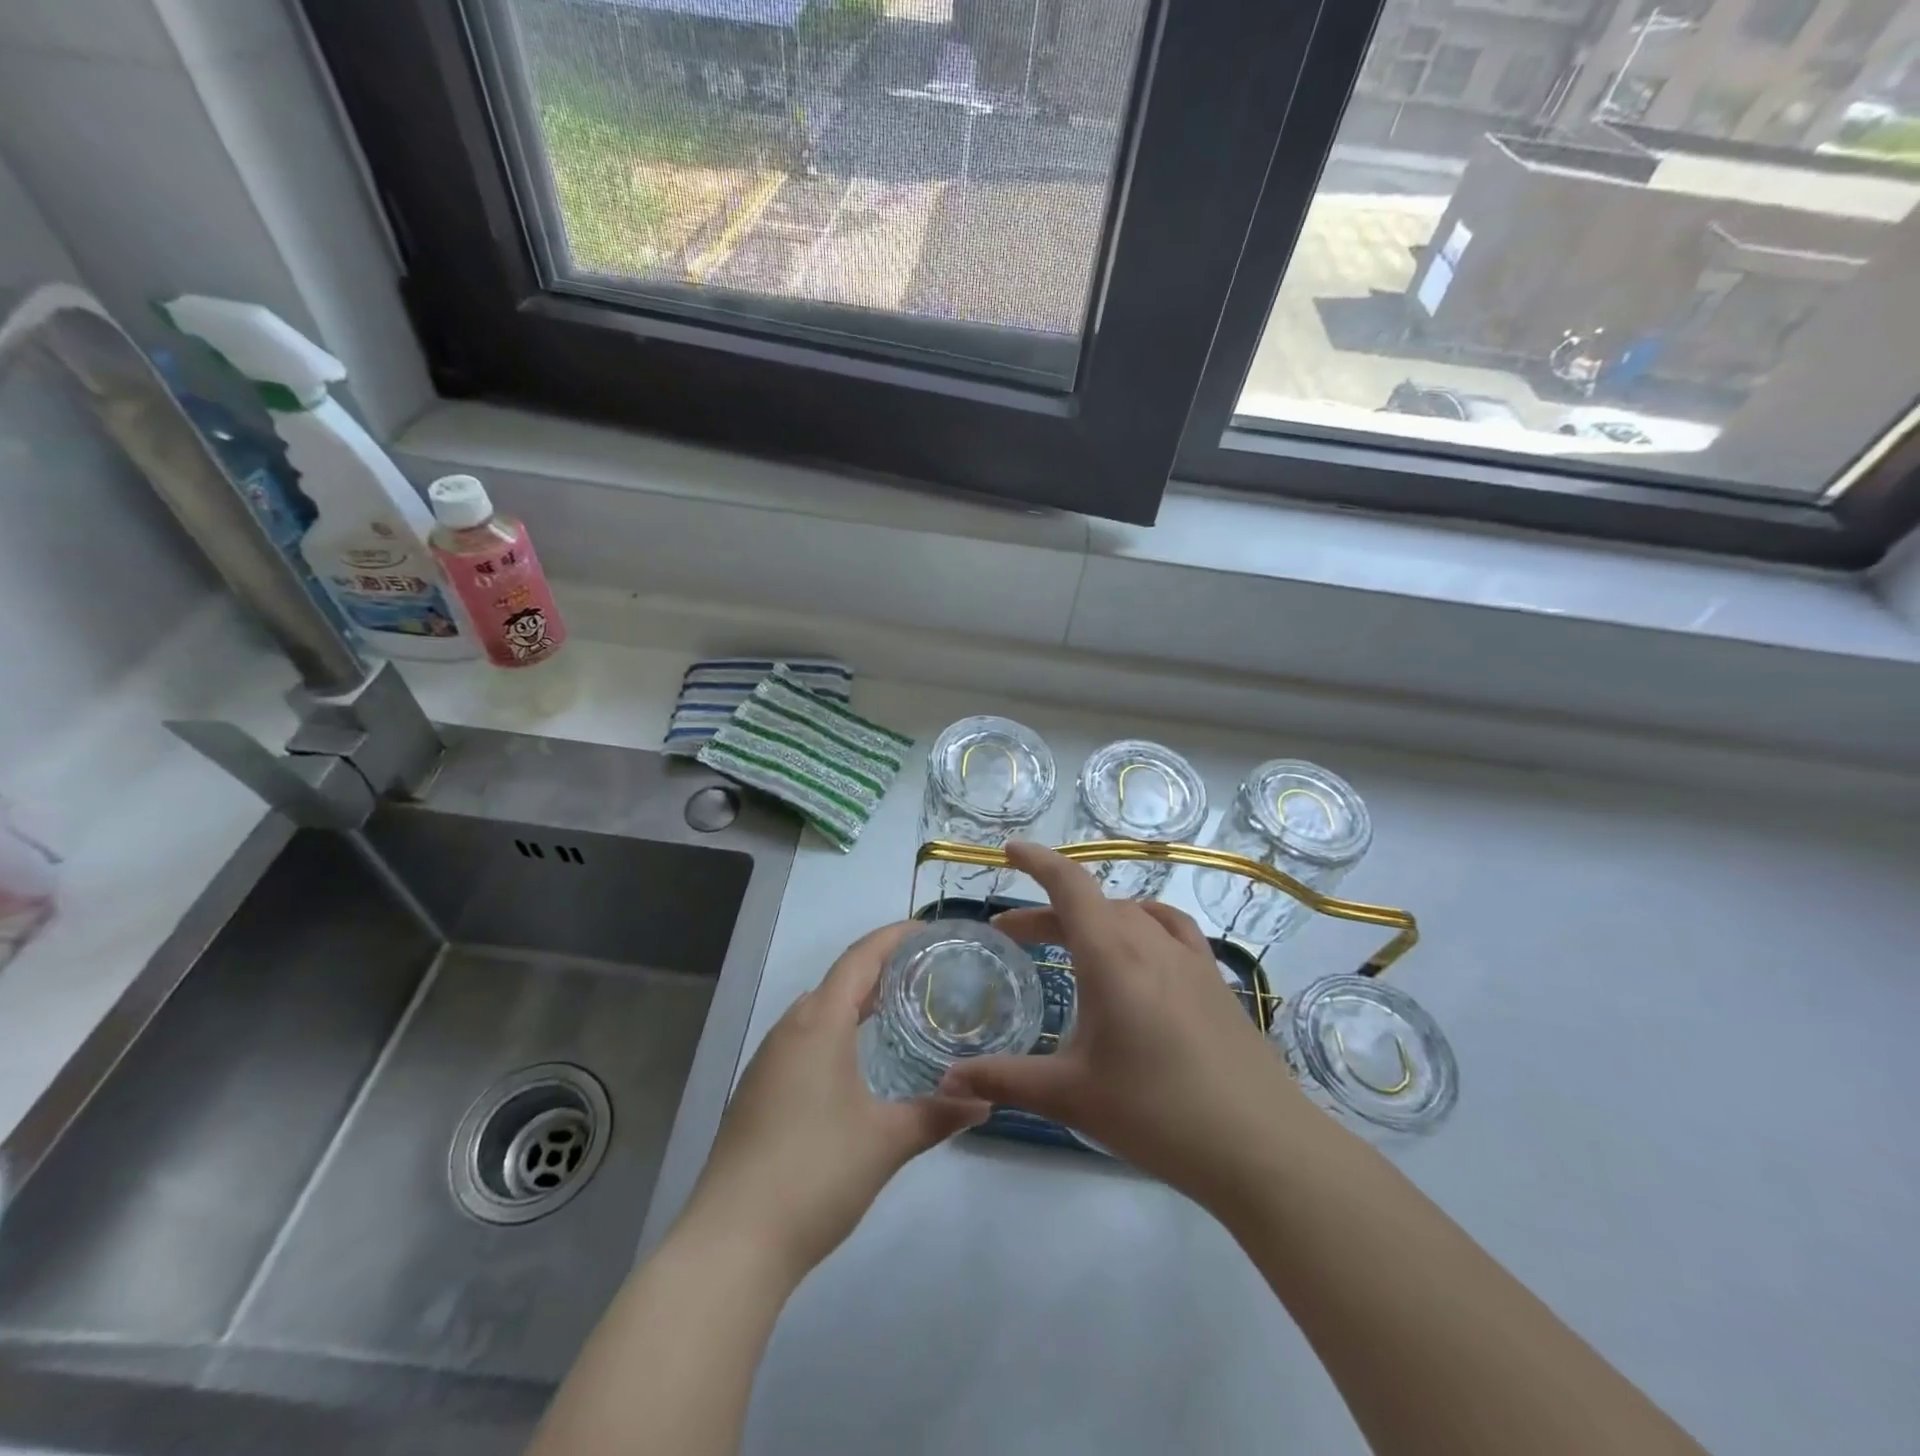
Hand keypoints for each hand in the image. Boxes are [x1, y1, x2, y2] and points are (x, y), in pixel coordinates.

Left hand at [679, 923, 990, 1283]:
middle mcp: (788, 1030)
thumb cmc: (815, 1174)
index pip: (859, 959)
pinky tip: (851, 1063)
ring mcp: (766, 1062)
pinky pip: (801, 1040)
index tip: (926, 930)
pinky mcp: (756, 1092)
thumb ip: (937, 1115)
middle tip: (922, 973)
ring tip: (893, 1011)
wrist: (732, 1242)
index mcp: (818, 1024)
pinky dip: (833, 1032)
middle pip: (837, 981)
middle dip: (878, 969)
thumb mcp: (887, 1142)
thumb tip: (984, 1100)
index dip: (892, 937)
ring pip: (816, 1011)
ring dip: (852, 1002)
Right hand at [939, 842, 1310, 1203]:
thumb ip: (1006, 1081)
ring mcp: (1189, 958)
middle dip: (1048, 912)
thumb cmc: (1156, 1113)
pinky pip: (1171, 930)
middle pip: (1093, 904)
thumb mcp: (1071, 1097)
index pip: (1070, 885)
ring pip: (1131, 915)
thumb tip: (950, 1080)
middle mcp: (1150, 942)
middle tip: (1013, 936)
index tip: (1008, 850)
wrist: (1260, 1146)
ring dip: (1093, 919)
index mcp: (1112, 956)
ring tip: (1072, 942)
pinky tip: (1142, 949)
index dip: (1037, 861)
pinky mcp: (1215, 980)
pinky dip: (1142, 924)